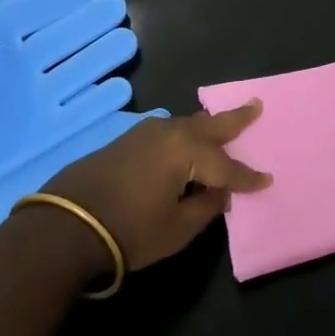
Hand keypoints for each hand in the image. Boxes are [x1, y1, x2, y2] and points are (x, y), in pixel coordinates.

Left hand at [39, 100, 271, 272]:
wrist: (67, 224)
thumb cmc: (130, 230)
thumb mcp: (177, 229)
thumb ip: (205, 208)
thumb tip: (218, 193)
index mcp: (187, 150)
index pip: (227, 166)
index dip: (247, 178)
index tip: (267, 180)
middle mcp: (169, 132)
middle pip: (210, 125)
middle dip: (235, 118)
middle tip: (256, 105)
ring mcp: (145, 133)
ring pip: (187, 124)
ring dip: (207, 125)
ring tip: (223, 122)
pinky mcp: (127, 140)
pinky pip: (168, 132)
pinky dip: (185, 134)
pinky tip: (186, 140)